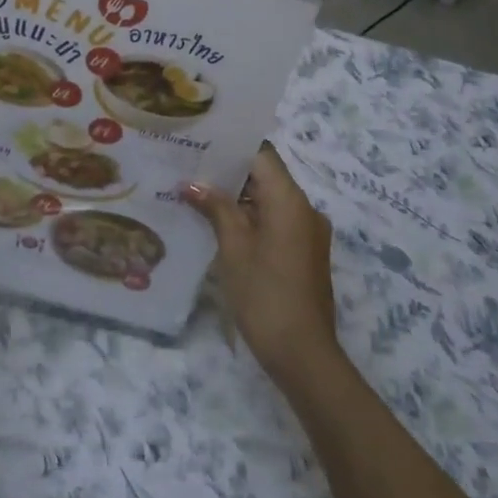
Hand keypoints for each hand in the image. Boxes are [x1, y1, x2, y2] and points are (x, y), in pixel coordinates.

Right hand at [184, 145, 341, 388]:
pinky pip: (276, 220)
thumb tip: (191, 184)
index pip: (262, 155)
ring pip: (269, 199)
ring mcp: (308, 232)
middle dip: (229, 172)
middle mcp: (305, 208)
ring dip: (237, 197)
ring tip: (197, 193)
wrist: (303, 355)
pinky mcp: (305, 252)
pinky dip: (250, 217)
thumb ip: (215, 208)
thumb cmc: (264, 294)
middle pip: (266, 176)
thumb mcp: (233, 247)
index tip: (200, 143)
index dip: (231, 147)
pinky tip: (219, 224)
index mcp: (290, 200)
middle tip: (189, 167)